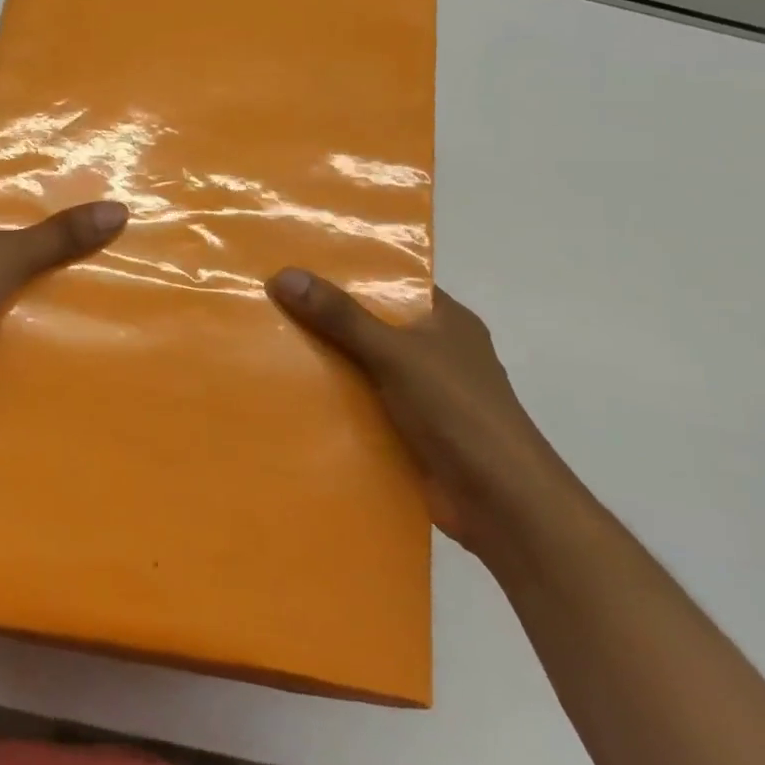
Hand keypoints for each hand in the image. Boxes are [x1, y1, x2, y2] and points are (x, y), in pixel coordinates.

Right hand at [265, 270, 574, 555]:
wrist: (501, 505)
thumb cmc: (459, 411)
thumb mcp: (396, 353)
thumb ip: (341, 316)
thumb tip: (283, 275)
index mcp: (445, 320)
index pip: (391, 280)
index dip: (346, 269)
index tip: (294, 259)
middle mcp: (432, 350)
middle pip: (368, 321)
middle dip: (322, 314)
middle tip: (265, 295)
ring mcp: (420, 392)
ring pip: (359, 363)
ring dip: (321, 358)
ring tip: (262, 337)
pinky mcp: (405, 429)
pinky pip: (358, 401)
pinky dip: (330, 397)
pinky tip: (285, 389)